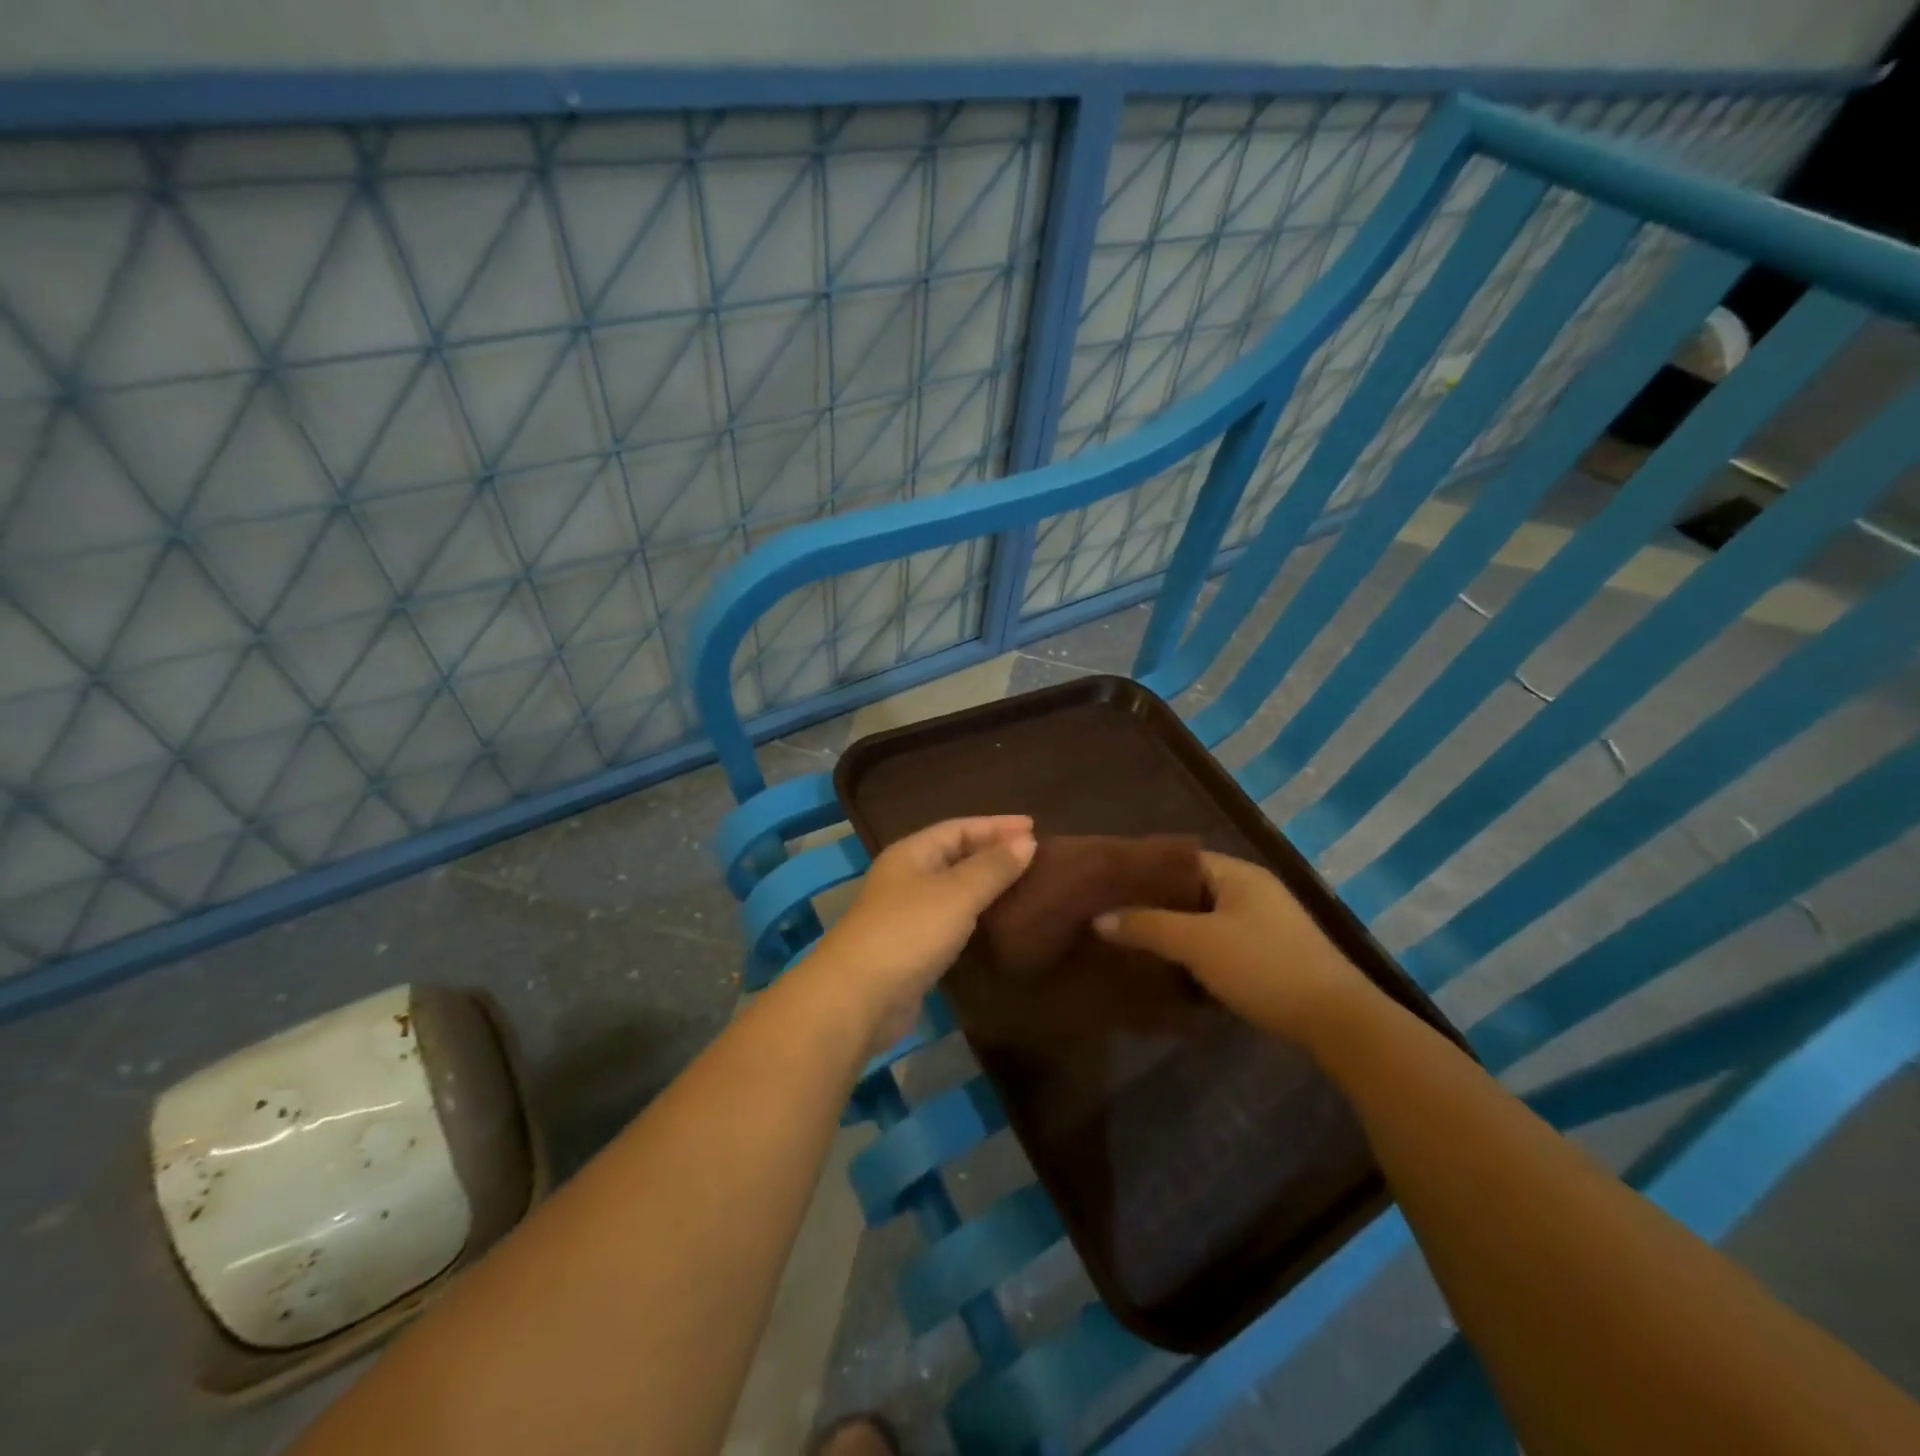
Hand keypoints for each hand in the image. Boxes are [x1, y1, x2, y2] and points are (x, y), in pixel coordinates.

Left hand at [815, 816, 1036, 1047]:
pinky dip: (975, 914)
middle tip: (1034, 855)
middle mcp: (906, 877)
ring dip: (985, 884)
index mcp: (911, 853)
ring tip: (1023, 884)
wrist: (859, 997)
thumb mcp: (957, 893)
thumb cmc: (909, 931)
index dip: (996, 825)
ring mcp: (906, 913)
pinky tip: (996, 921)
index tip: (1035, 828)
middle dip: (992, 852)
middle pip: (954, 854)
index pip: (959, 827)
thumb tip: (1028, 841)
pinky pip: (951, 919)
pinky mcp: (912, 947)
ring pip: (953, 888)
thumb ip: (993, 867)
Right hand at [1095, 852, 1367, 1043]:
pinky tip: (1170, 971)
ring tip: (1133, 943)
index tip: (1109, 886)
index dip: (1145, 871)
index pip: (1181, 860)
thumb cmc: (1263, 966)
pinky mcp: (1270, 958)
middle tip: (1113, 916)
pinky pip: (1221, 946)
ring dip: (1174, 932)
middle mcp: (1253, 893)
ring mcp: (1265, 926)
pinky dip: (1196, 954)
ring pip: (1205, 921)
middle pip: (1192, 891)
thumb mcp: (1197, 943)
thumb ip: (1146, 926)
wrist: (1336, 1022)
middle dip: (1155, 904)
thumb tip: (1099, 918)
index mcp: (1239, 875)